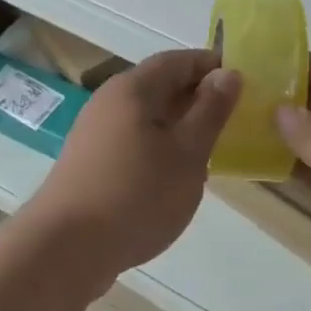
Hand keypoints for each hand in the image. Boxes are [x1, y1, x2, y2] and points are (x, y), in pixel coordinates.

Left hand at [35, 49, 240, 282]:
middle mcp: (110, 100)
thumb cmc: (136, 195)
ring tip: (210, 148)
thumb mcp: (187, 153)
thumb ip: (210, 111)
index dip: (211, 66)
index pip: (178, 60)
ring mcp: (95, 131)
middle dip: (197, 96)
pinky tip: (175, 174)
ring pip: (147, 115)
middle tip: (234, 118)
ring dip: (179, 124)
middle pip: (160, 85)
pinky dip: (159, 145)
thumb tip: (228, 73)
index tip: (243, 82)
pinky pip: (133, 138)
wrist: (66, 249)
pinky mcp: (90, 161)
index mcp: (133, 88)